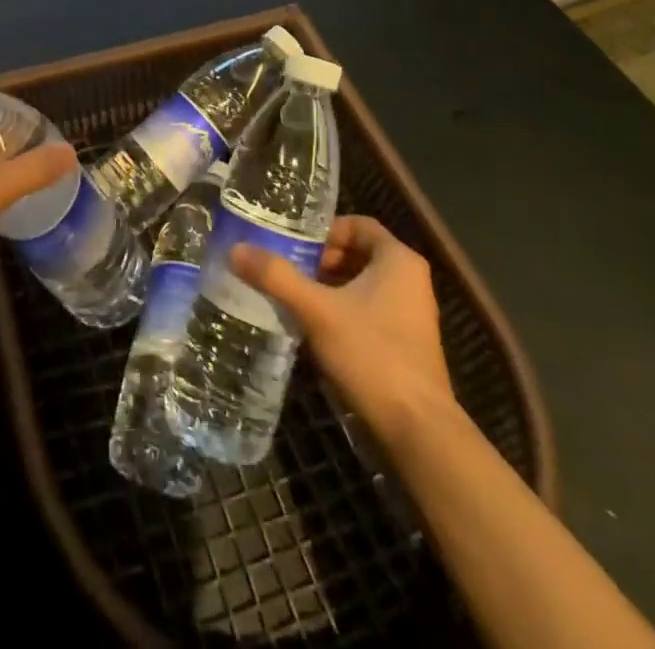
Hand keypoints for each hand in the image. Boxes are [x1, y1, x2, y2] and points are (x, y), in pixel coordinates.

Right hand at [230, 215, 451, 445]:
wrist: (418, 431)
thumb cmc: (372, 355)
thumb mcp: (317, 310)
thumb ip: (276, 276)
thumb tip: (236, 249)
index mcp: (398, 260)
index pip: (358, 224)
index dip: (324, 230)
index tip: (294, 246)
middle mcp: (410, 280)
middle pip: (357, 253)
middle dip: (320, 260)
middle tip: (287, 270)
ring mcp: (411, 314)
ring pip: (361, 283)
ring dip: (327, 286)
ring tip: (293, 297)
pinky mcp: (406, 343)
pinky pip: (368, 309)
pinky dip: (341, 310)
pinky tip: (313, 327)